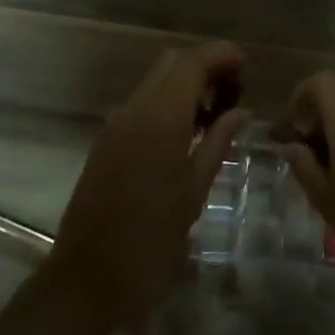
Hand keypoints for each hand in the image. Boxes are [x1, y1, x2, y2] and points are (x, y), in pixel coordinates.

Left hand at [49, 42, 247, 322]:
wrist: (87, 279)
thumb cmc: (151, 241)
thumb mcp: (194, 192)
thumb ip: (218, 144)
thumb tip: (240, 112)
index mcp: (160, 118)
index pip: (192, 63)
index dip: (221, 56)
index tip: (247, 64)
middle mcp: (134, 110)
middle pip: (171, 63)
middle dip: (205, 66)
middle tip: (235, 91)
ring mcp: (116, 124)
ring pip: (155, 82)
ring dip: (186, 84)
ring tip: (217, 114)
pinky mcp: (106, 141)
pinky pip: (142, 104)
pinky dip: (168, 103)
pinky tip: (188, 133)